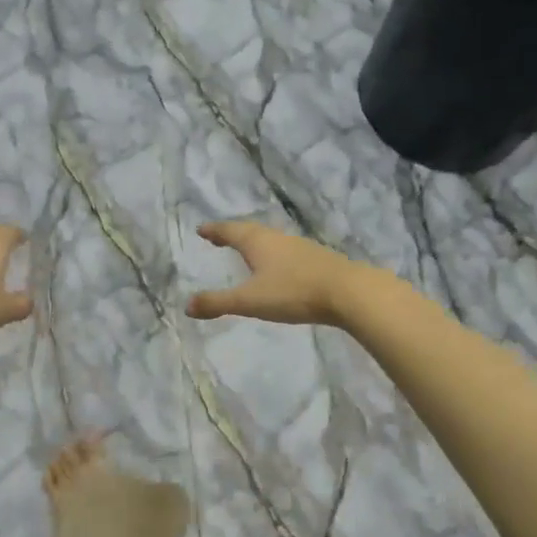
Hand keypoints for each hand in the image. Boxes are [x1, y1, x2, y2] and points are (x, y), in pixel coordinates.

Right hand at [186, 221, 362, 326]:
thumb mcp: (250, 301)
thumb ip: (219, 303)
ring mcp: (300, 247)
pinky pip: (286, 251)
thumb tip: (187, 306)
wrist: (349, 292)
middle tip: (219, 238)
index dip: (215, 231)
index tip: (202, 230)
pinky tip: (279, 267)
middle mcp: (277, 238)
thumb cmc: (294, 292)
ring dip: (255, 243)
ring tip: (246, 251)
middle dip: (233, 234)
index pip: (230, 231)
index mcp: (257, 242)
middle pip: (250, 231)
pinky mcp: (317, 259)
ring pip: (271, 240)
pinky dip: (273, 255)